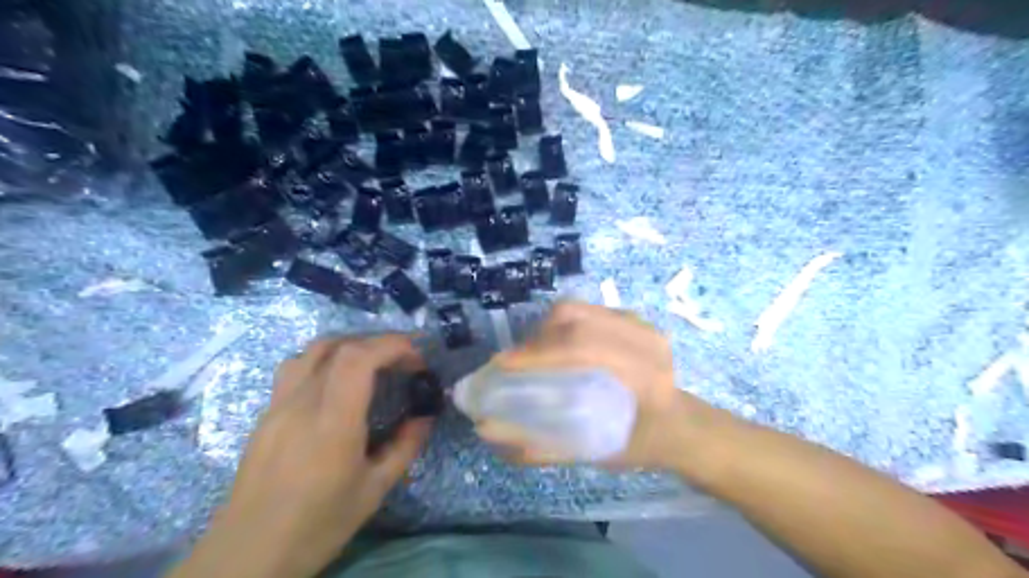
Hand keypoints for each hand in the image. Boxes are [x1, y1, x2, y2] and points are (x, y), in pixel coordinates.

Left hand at [173, 333, 430, 577]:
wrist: (248, 555)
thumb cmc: (318, 525)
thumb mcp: (374, 490)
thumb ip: (405, 447)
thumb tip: (425, 417)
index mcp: (332, 422)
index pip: (358, 358)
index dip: (392, 345)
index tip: (417, 356)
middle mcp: (301, 403)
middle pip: (338, 346)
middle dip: (378, 342)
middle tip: (403, 360)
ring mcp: (278, 405)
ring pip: (312, 350)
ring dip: (349, 345)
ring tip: (372, 362)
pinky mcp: (266, 414)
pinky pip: (295, 368)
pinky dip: (325, 359)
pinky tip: (337, 383)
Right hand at [476, 301, 720, 472]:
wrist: (684, 425)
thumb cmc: (645, 444)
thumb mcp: (601, 454)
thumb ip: (547, 446)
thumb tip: (491, 432)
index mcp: (644, 373)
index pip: (583, 348)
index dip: (538, 353)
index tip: (503, 366)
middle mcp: (644, 338)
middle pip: (576, 318)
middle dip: (535, 339)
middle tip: (513, 362)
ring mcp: (640, 323)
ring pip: (578, 309)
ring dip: (546, 330)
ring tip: (531, 355)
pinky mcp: (633, 318)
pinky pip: (587, 311)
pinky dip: (561, 325)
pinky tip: (554, 346)